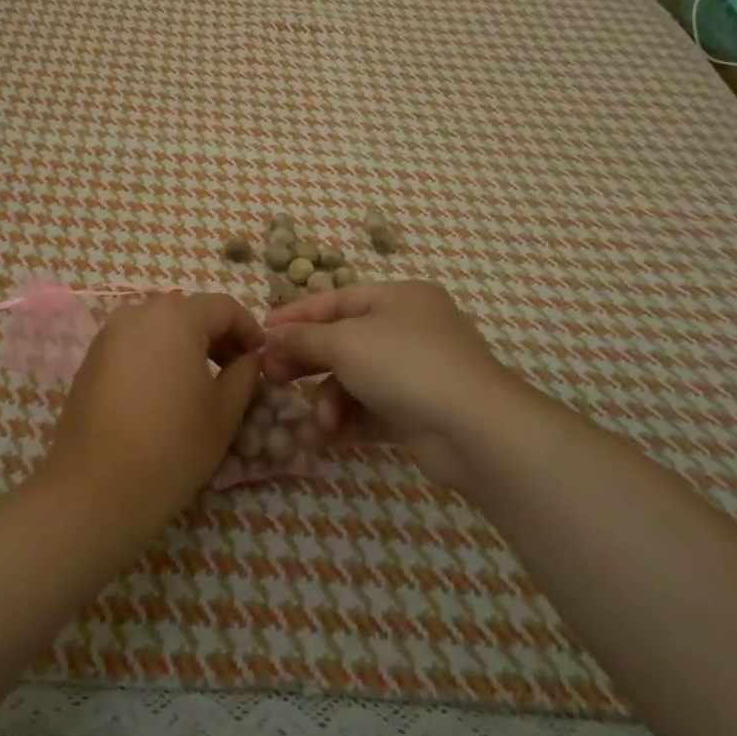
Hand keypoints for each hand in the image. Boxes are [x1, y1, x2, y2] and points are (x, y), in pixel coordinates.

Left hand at [38, 293, 262, 532]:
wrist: (95, 489)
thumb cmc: (172, 445)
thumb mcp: (224, 412)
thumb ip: (244, 374)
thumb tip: (250, 358)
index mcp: (175, 316)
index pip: (224, 307)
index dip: (249, 330)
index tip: (262, 360)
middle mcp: (138, 312)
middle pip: (189, 313)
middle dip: (217, 338)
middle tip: (236, 374)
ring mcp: (108, 334)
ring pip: (160, 328)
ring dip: (186, 347)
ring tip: (202, 386)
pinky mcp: (91, 358)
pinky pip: (135, 345)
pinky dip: (157, 358)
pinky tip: (165, 395)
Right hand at [261, 281, 541, 492]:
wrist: (475, 430)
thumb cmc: (405, 364)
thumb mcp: (345, 342)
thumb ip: (304, 339)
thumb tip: (271, 338)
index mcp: (399, 298)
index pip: (336, 300)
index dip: (296, 315)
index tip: (261, 332)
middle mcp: (410, 330)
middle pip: (343, 341)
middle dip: (306, 361)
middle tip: (272, 377)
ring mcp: (417, 373)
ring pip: (355, 380)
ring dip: (328, 399)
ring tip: (314, 421)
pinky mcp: (418, 413)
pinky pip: (370, 411)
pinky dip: (346, 421)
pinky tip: (321, 437)